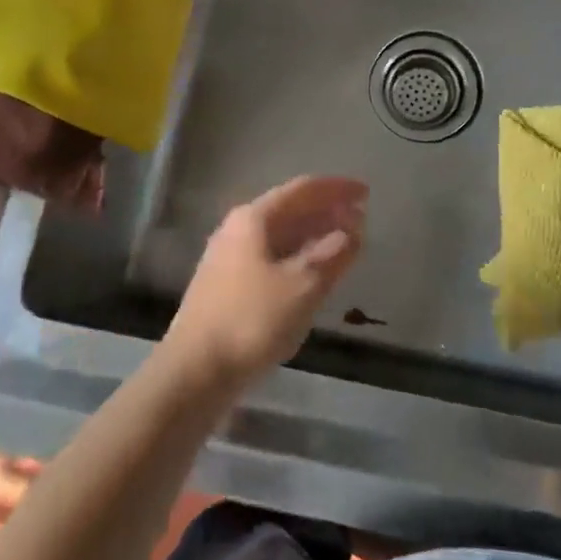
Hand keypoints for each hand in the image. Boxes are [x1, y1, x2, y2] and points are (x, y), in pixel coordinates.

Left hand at [163, 176, 367, 390]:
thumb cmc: (252, 321)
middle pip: (289, 210)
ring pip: (280, 236)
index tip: (365, 191)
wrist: (194, 371)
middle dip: (326, 211)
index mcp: (254, 219)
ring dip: (313, 235)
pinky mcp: (227, 287)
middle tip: (361, 218)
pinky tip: (313, 274)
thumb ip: (332, 254)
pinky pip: (271, 258)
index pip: (302, 190)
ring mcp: (228, 259)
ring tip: (344, 244)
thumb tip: (351, 231)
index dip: (336, 188)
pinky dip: (298, 257)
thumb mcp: (303, 286)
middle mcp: (237, 230)